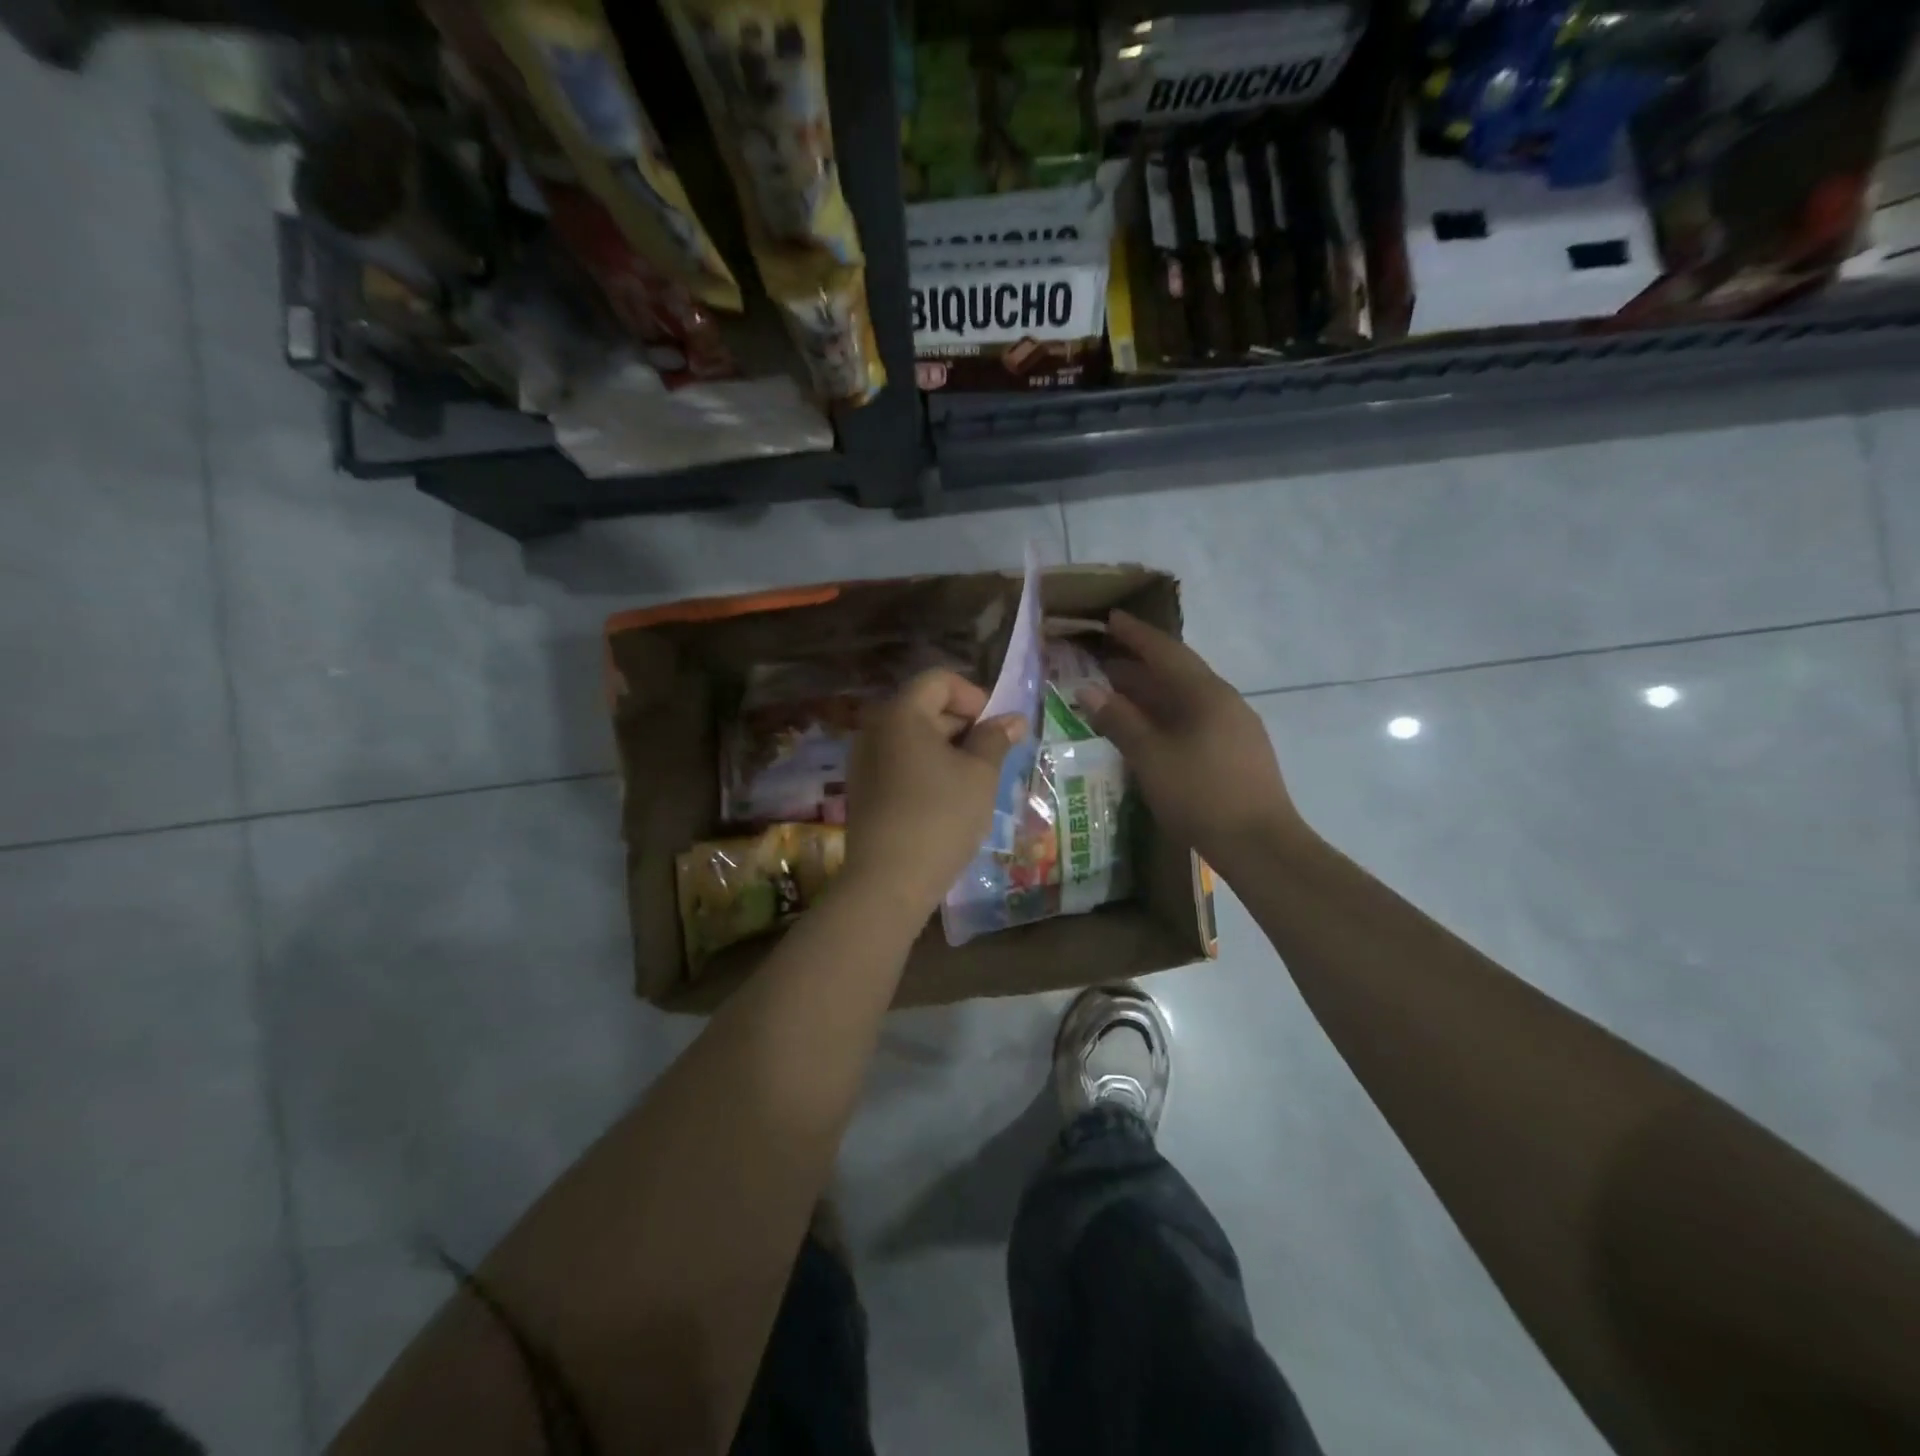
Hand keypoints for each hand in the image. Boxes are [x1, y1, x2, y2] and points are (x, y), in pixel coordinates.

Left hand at [844, 669, 1025, 918]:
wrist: (888, 881)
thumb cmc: (941, 817)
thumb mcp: (979, 775)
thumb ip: (996, 739)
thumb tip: (1014, 719)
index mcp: (901, 713)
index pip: (940, 680)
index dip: (974, 695)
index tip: (996, 728)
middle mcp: (875, 728)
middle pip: (925, 706)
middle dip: (964, 724)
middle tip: (993, 756)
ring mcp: (864, 760)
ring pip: (914, 737)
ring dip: (948, 748)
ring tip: (975, 780)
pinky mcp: (864, 788)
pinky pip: (900, 762)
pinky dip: (927, 768)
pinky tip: (948, 798)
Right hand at [1080, 610, 1308, 872]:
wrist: (1261, 845)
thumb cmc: (1201, 795)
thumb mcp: (1151, 757)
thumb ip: (1119, 720)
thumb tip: (1088, 689)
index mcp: (1205, 694)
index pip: (1165, 652)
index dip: (1136, 635)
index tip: (1111, 619)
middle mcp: (1224, 701)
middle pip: (1177, 672)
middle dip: (1139, 665)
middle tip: (1102, 660)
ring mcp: (1235, 726)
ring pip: (1185, 698)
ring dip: (1151, 692)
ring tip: (1117, 693)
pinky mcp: (1237, 751)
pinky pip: (1194, 718)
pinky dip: (1165, 715)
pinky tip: (1149, 729)